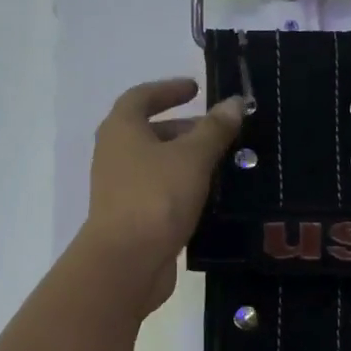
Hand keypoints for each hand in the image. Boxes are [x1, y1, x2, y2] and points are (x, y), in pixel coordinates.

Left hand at [83, 78, 244, 312]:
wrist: (127, 261)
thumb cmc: (156, 197)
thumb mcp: (192, 157)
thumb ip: (215, 129)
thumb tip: (235, 102)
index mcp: (121, 129)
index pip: (142, 97)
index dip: (169, 89)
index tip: (196, 89)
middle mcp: (115, 155)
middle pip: (150, 132)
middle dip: (185, 129)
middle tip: (220, 132)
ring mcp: (121, 189)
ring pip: (157, 165)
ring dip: (186, 161)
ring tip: (223, 164)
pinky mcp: (132, 218)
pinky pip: (160, 192)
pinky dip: (183, 188)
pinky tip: (211, 197)